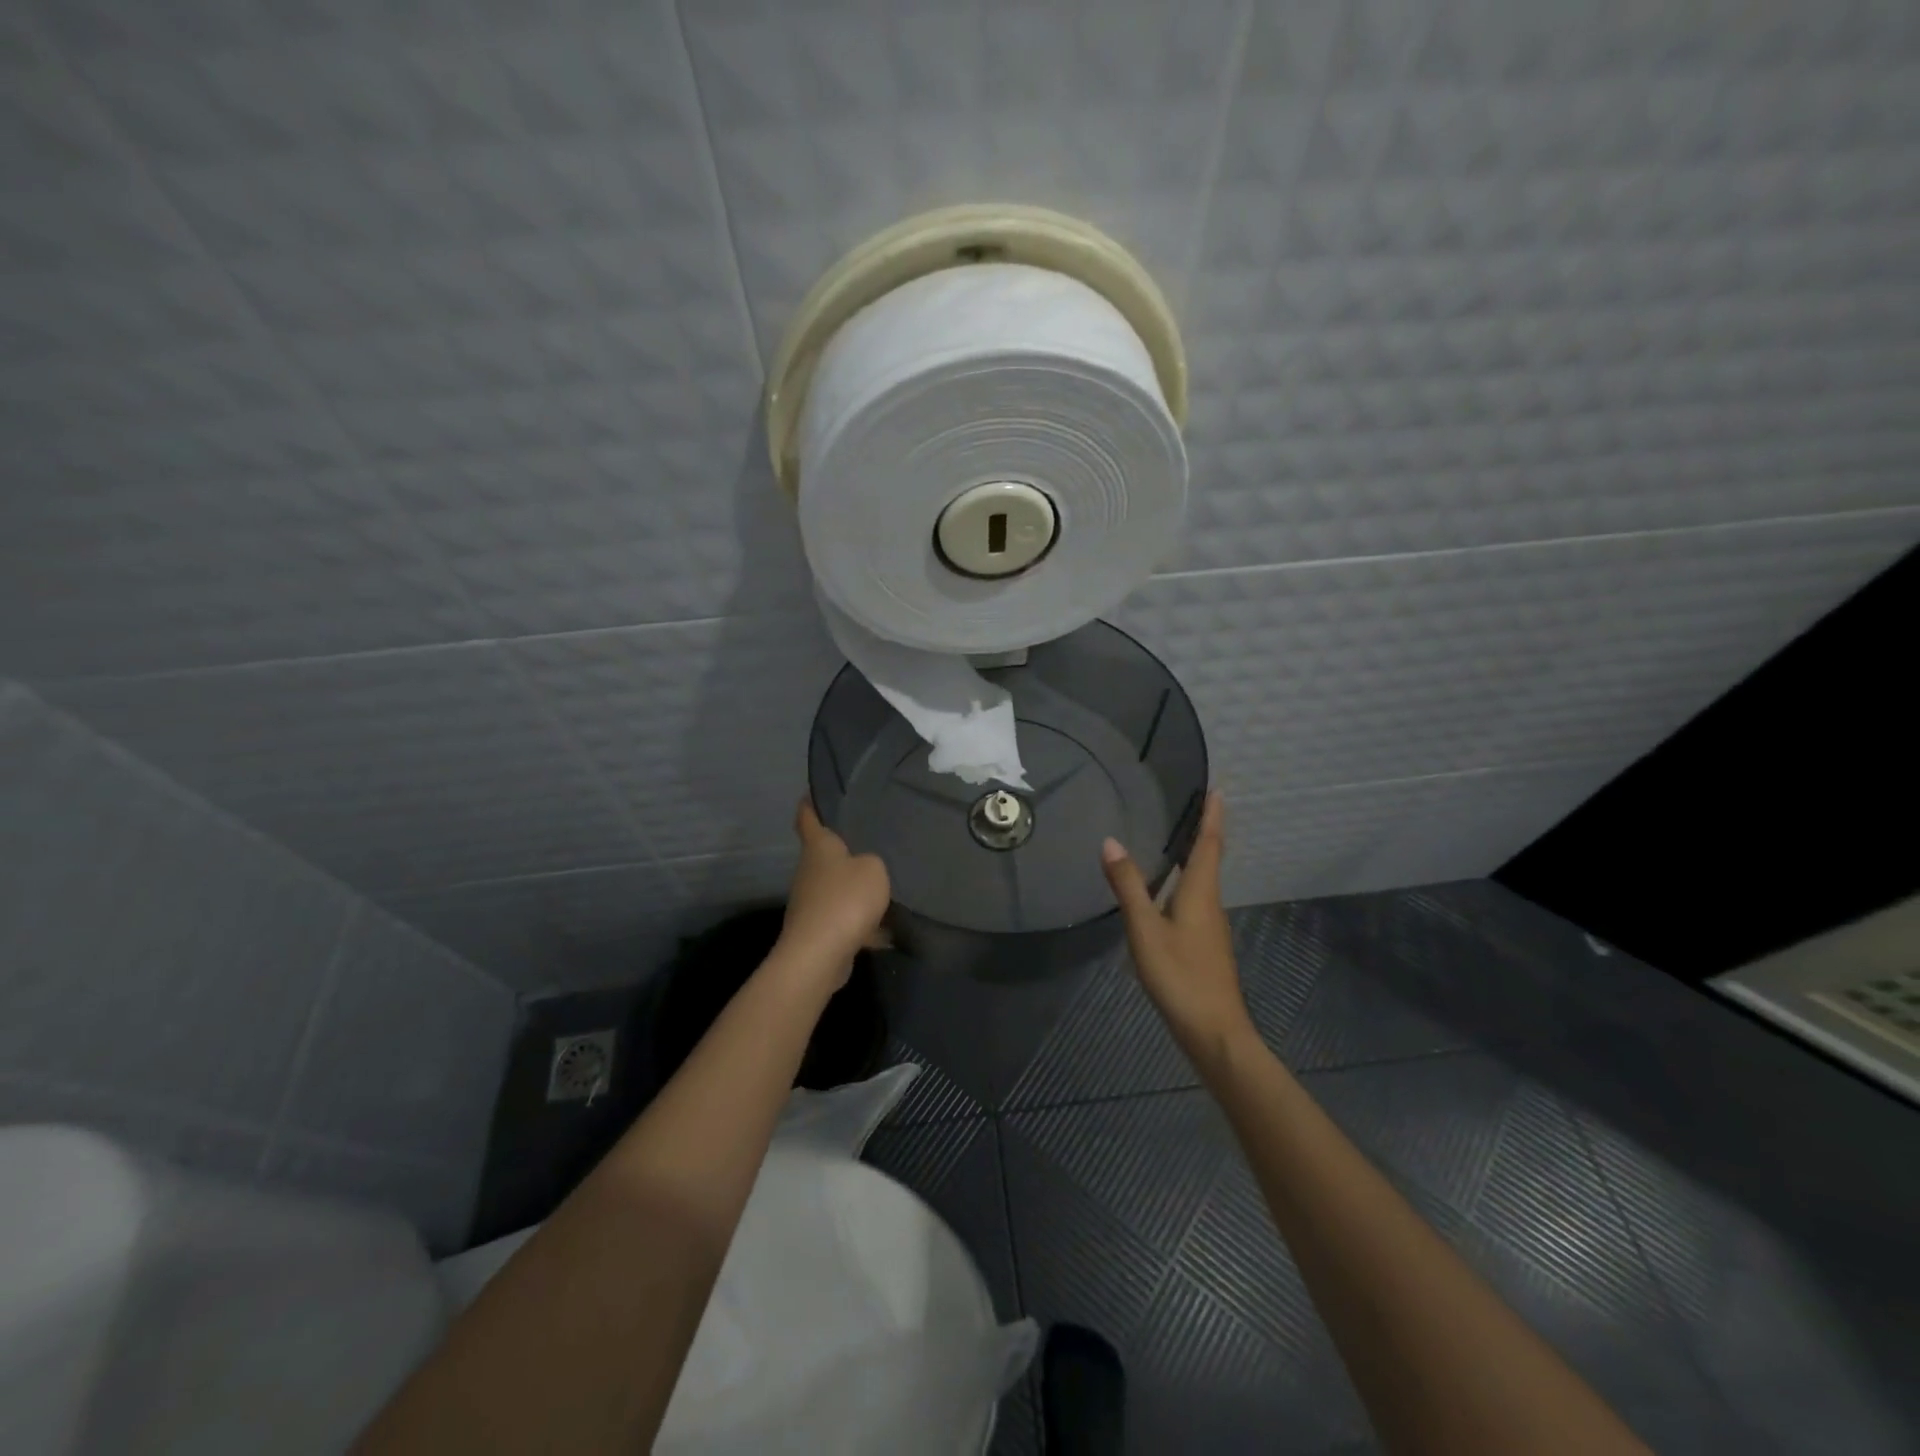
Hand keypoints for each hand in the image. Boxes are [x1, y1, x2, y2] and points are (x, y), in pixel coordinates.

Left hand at [779, 800, 891, 983]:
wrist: (820, 955)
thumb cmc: (845, 899)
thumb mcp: (874, 869)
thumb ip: (875, 862)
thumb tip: (867, 867)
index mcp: (819, 847)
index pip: (808, 817)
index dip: (810, 804)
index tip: (813, 793)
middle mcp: (809, 871)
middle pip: (825, 855)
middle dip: (845, 850)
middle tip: (872, 841)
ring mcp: (811, 902)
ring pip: (836, 888)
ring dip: (855, 889)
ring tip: (885, 885)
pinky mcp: (818, 930)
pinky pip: (845, 919)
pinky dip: (862, 923)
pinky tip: (887, 929)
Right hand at [1101, 792, 1252, 1066]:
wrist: (1214, 1032)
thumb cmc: (1180, 976)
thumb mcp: (1145, 930)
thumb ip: (1128, 886)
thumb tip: (1111, 841)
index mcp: (1200, 893)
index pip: (1208, 844)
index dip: (1212, 816)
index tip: (1217, 789)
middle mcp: (1210, 903)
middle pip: (1209, 859)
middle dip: (1204, 831)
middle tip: (1194, 805)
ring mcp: (1209, 926)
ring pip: (1202, 880)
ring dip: (1194, 855)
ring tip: (1176, 838)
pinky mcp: (1204, 944)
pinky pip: (1195, 898)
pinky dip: (1185, 880)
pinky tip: (1167, 890)